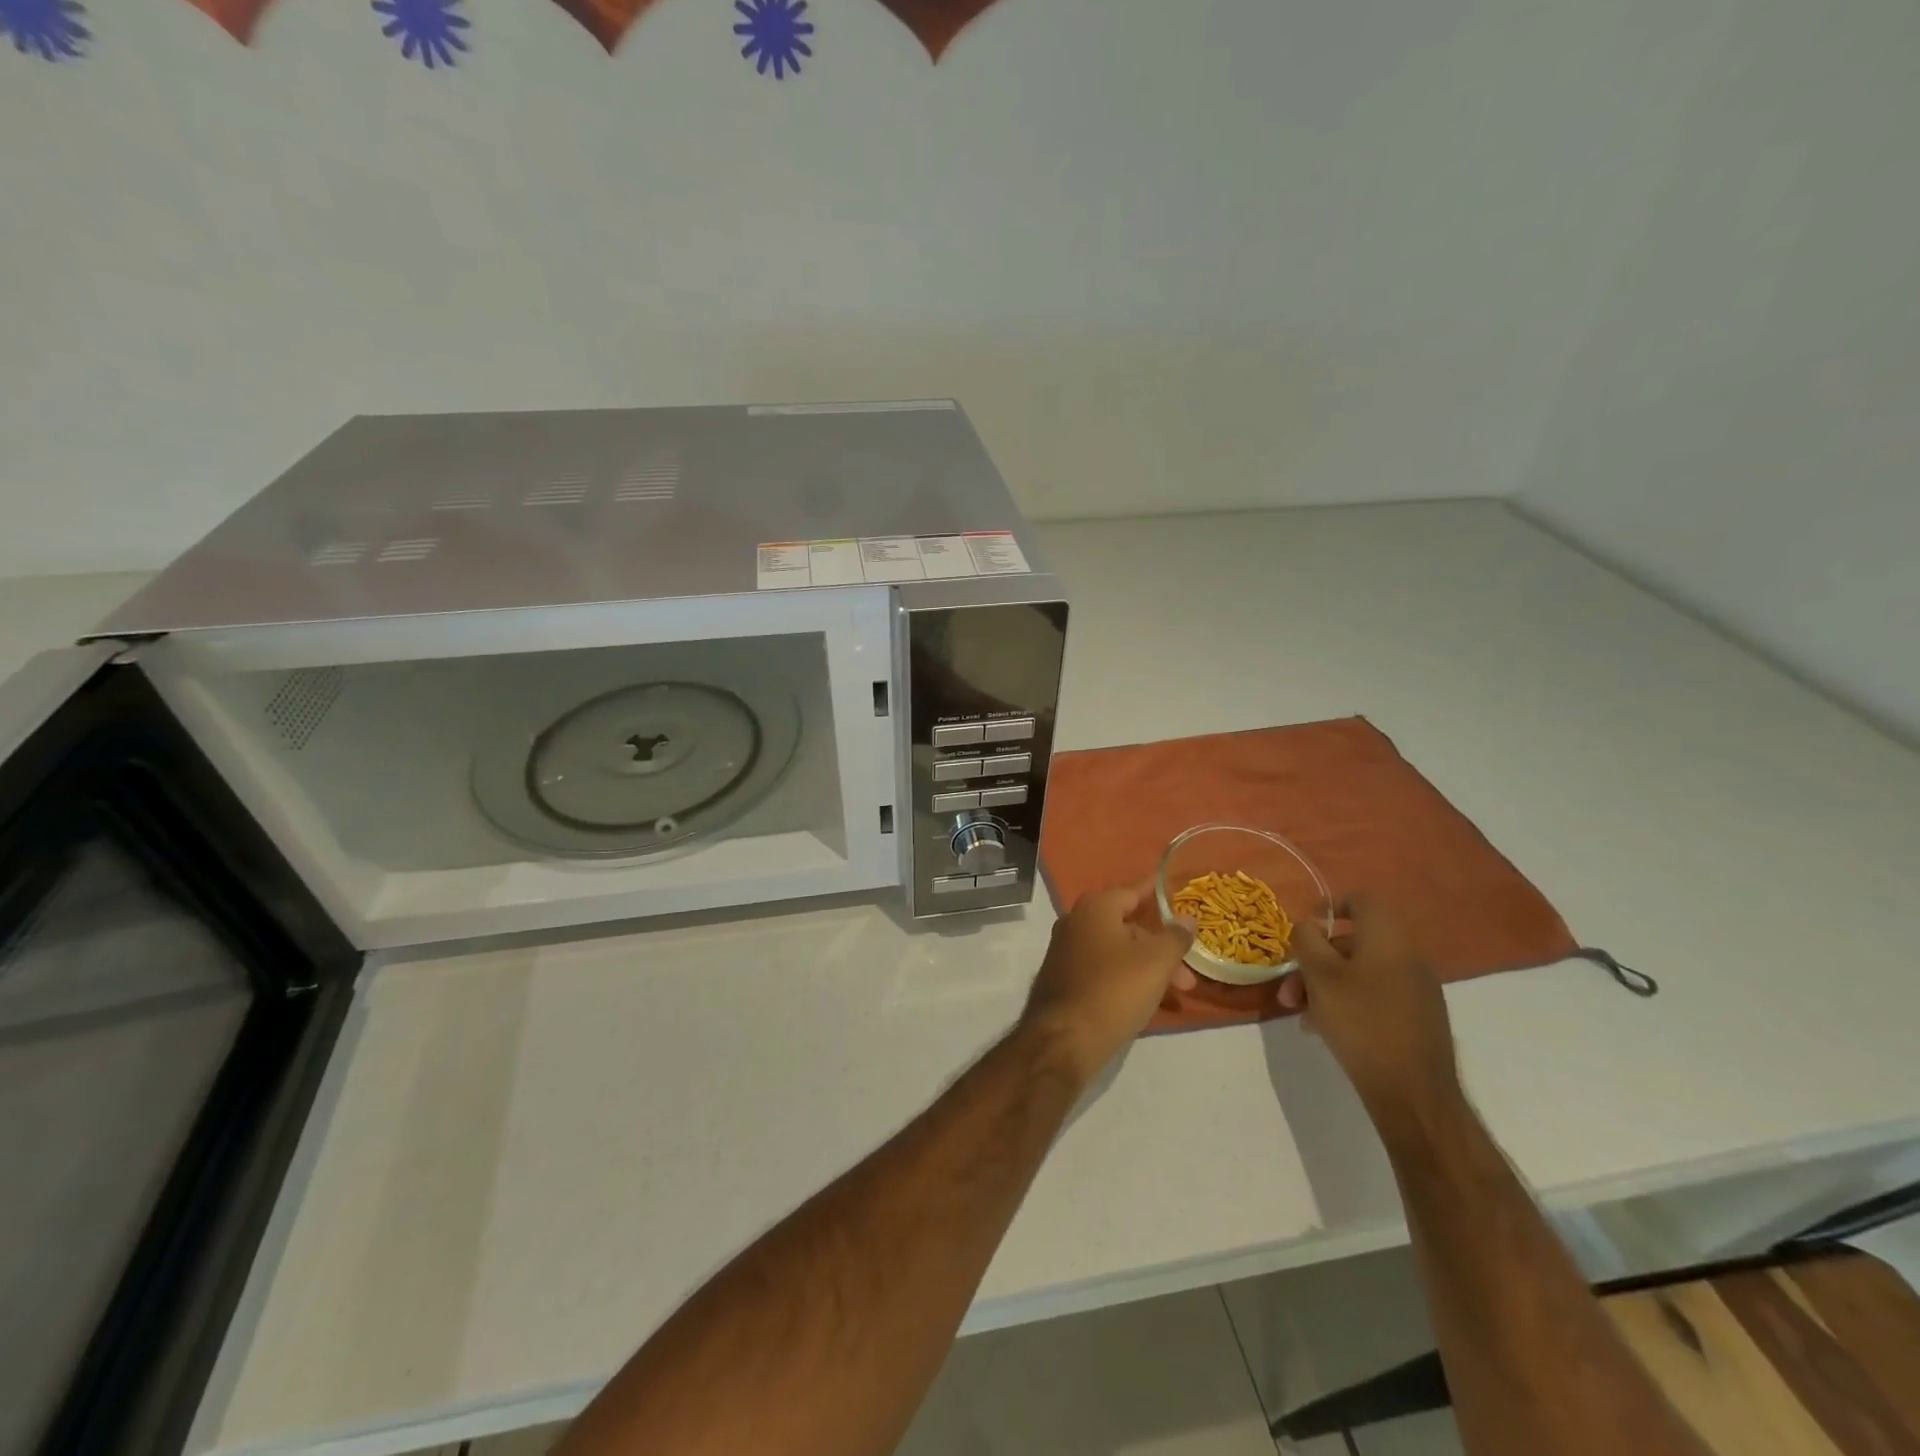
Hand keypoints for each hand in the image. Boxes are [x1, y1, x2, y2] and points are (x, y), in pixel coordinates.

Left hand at [1021, 882, 1195, 1083]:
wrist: (1064, 1039)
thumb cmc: (1114, 990)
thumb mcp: (1156, 962)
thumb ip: (1175, 936)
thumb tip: (1187, 918)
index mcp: (1095, 907)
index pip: (1134, 891)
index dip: (1160, 895)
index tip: (1181, 896)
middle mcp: (1076, 921)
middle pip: (1128, 925)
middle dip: (1162, 948)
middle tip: (1188, 976)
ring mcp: (1066, 950)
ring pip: (1118, 951)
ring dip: (1148, 967)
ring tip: (1176, 994)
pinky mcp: (1064, 978)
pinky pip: (1103, 969)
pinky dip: (1127, 978)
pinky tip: (1148, 1003)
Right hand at [1278, 896, 1461, 1131]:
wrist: (1413, 1093)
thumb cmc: (1361, 1022)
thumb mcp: (1320, 976)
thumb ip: (1307, 940)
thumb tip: (1308, 925)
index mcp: (1388, 938)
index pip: (1361, 901)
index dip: (1329, 908)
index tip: (1304, 932)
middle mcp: (1408, 956)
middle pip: (1354, 943)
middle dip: (1315, 961)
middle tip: (1290, 989)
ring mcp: (1417, 989)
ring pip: (1361, 972)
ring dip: (1326, 985)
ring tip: (1302, 1015)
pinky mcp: (1418, 1018)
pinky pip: (1376, 995)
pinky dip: (1348, 1002)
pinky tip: (1327, 1029)